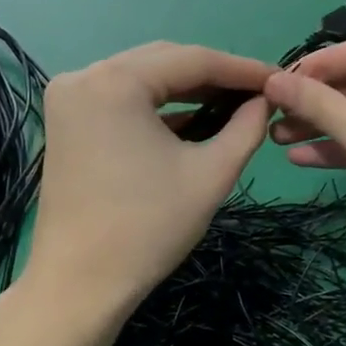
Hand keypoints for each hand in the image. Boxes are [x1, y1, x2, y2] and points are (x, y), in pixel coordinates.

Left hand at [22, 43, 271, 321]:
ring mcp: (70, 97)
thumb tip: (265, 100)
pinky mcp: (67, 119)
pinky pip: (122, 97)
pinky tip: (193, 118)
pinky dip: (157, 105)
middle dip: (213, 75)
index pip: (192, 59)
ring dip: (186, 88)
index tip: (278, 78)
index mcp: (115, 81)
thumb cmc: (147, 229)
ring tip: (233, 102)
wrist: (78, 285)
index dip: (241, 69)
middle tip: (257, 92)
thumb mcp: (210, 174)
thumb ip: (246, 127)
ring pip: (142, 77)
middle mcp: (85, 75)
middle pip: (163, 60)